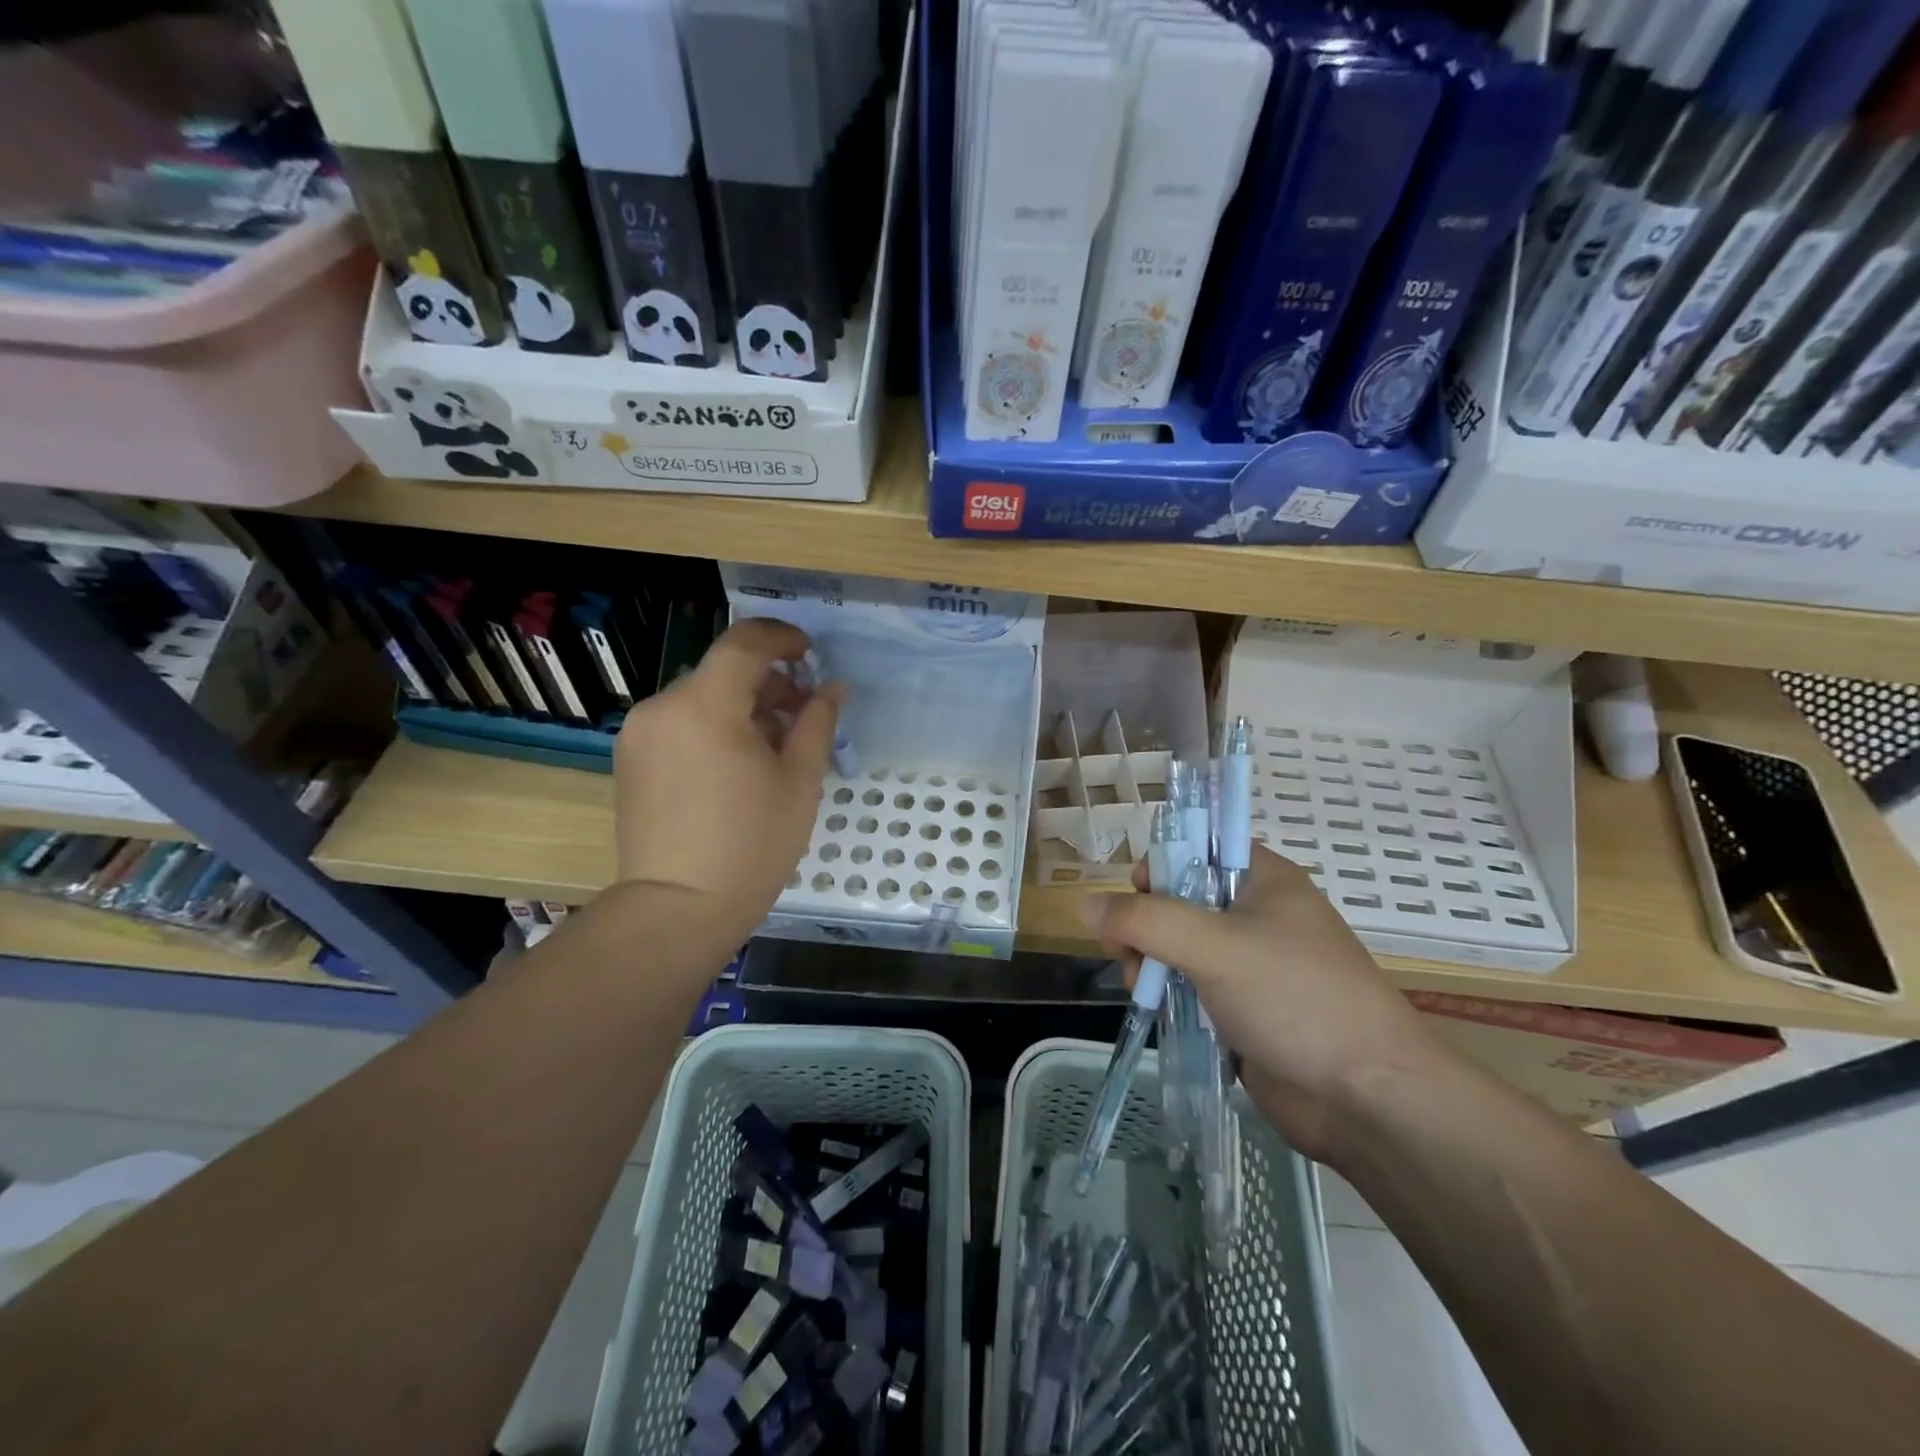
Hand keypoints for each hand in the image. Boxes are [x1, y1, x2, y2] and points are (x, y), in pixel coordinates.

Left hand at [613, 618, 842, 938]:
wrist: (677, 909)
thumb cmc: (751, 845)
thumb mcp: (799, 781)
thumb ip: (816, 722)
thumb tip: (832, 687)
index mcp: (706, 705)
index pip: (744, 642)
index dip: (782, 637)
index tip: (809, 653)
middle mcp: (662, 706)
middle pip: (722, 671)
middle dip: (767, 682)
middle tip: (803, 715)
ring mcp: (639, 733)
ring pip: (700, 698)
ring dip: (740, 707)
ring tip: (772, 748)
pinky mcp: (629, 759)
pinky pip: (679, 723)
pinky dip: (712, 727)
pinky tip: (735, 766)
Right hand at [1079, 845, 1451, 1163]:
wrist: (1366, 1098)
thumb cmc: (1295, 999)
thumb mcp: (1214, 946)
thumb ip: (1145, 920)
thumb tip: (1086, 904)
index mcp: (1263, 880)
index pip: (1199, 847)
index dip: (1162, 863)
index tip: (1137, 894)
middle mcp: (1256, 914)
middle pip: (1180, 898)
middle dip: (1146, 920)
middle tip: (1128, 949)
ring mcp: (1250, 964)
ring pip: (1180, 945)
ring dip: (1151, 958)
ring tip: (1138, 983)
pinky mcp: (1243, 1008)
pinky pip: (1191, 985)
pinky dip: (1168, 990)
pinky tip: (1152, 1004)